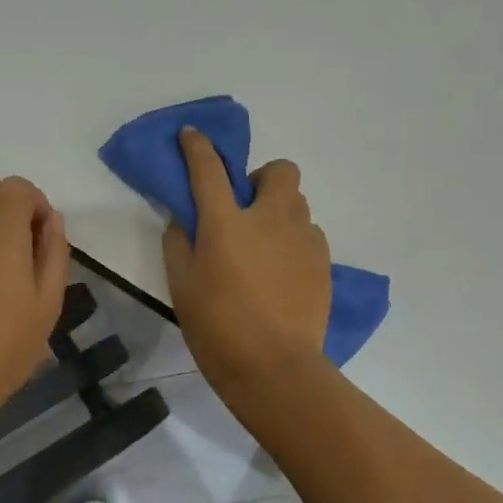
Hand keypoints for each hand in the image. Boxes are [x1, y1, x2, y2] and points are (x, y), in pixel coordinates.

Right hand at [163, 128, 330, 390]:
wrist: (274, 367)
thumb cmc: (217, 326)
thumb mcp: (181, 285)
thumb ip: (179, 242)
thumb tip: (184, 219)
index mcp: (226, 222)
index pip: (208, 168)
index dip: (198, 146)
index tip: (192, 135)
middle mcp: (270, 218)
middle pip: (280, 170)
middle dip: (262, 179)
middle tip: (245, 208)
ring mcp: (303, 238)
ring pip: (297, 204)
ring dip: (278, 212)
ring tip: (263, 246)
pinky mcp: (323, 261)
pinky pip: (309, 234)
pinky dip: (293, 240)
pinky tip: (281, 271)